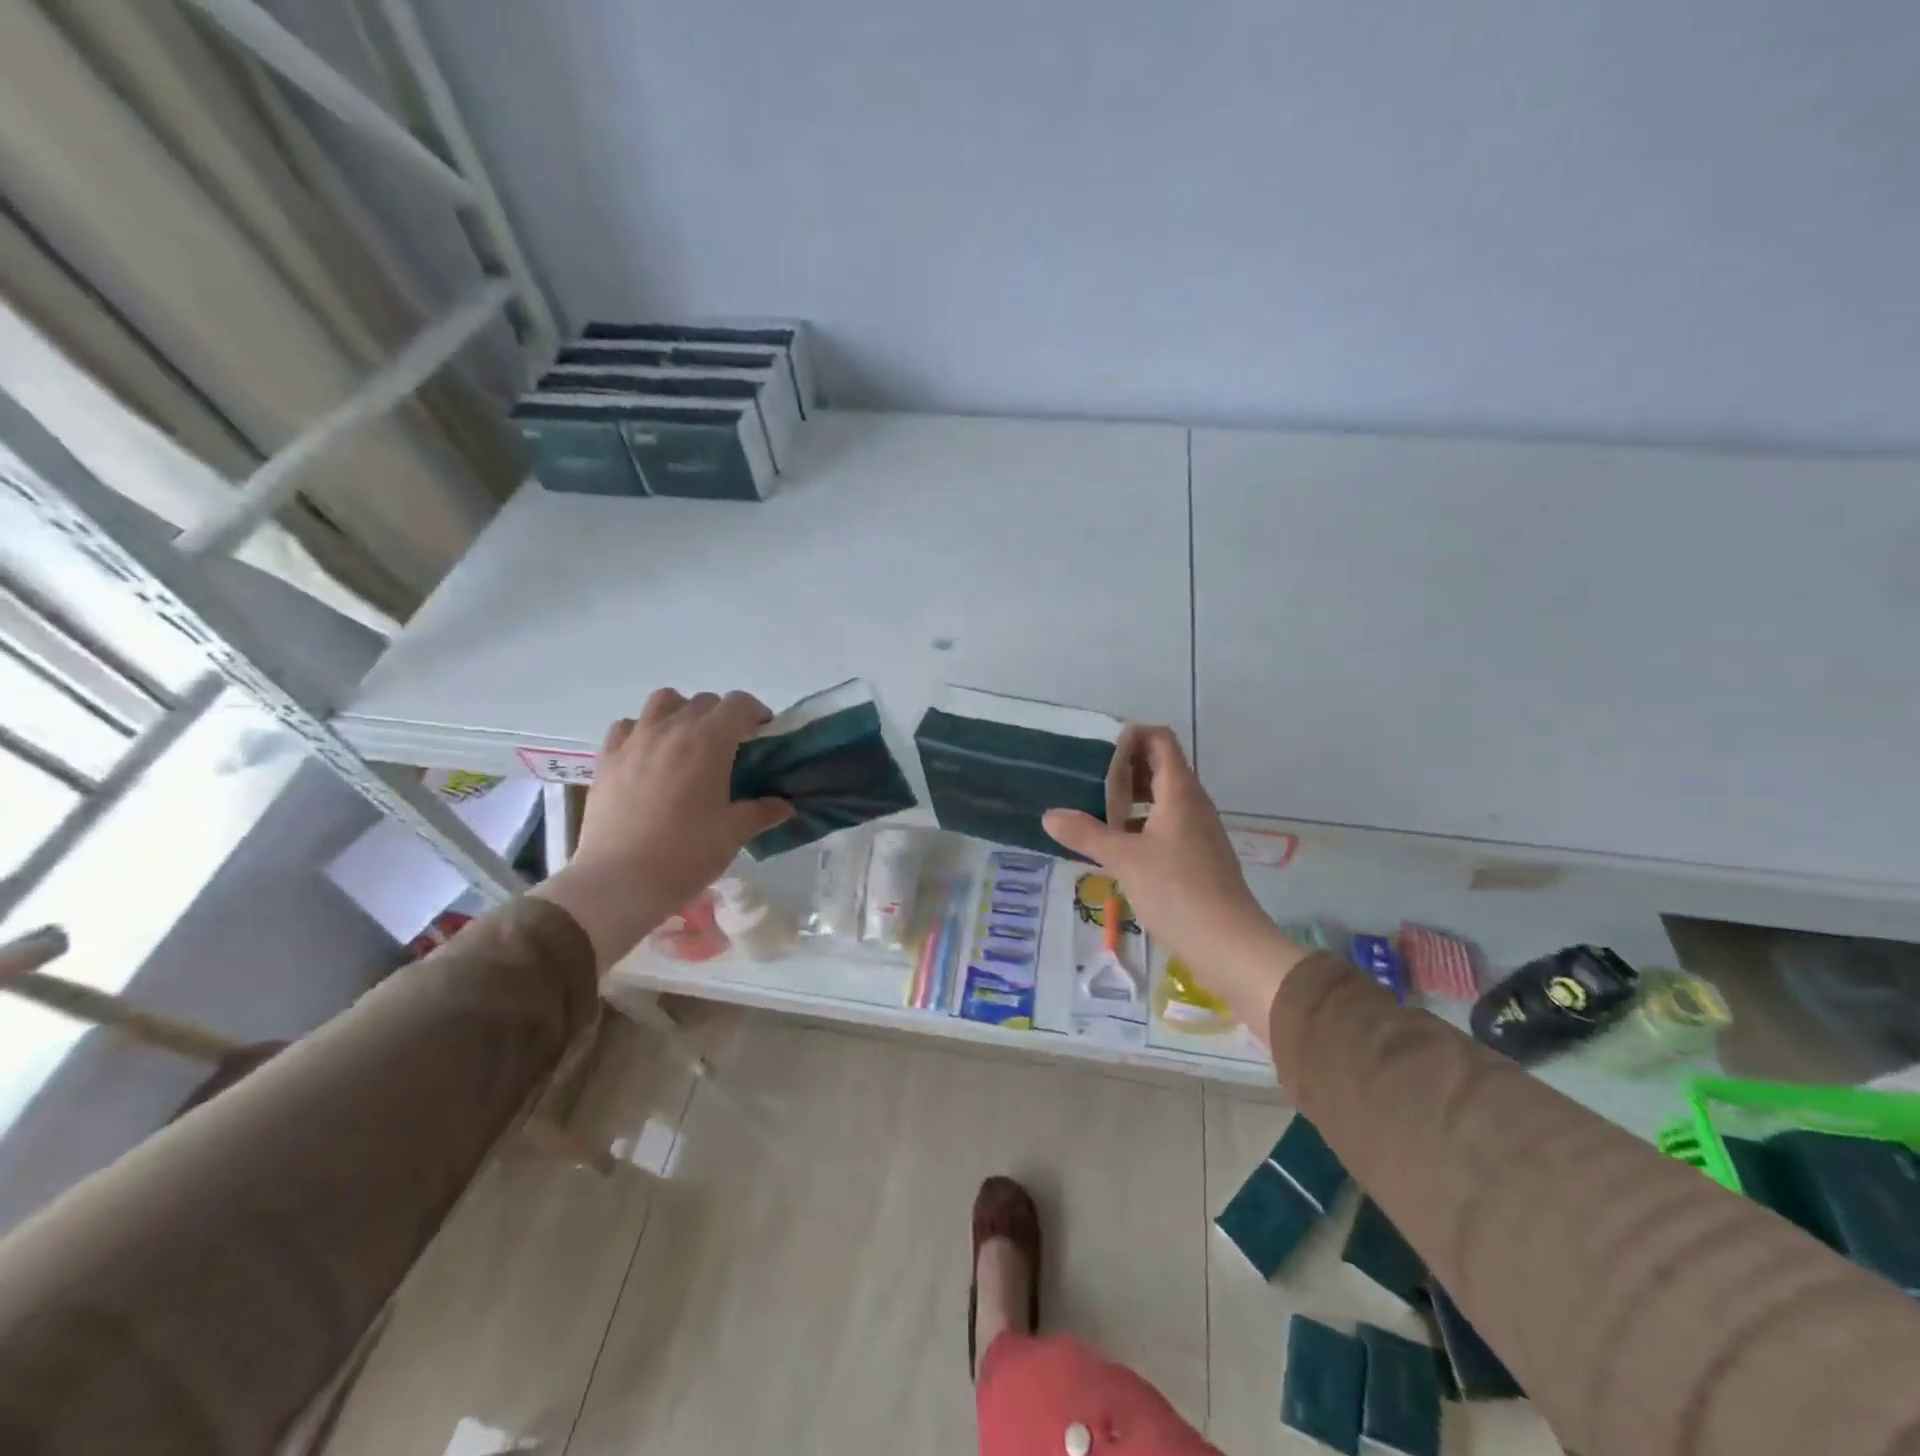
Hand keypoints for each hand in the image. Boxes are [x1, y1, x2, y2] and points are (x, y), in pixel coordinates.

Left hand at [532, 689, 793, 966]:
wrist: (619, 881)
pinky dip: (643, 730)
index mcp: (708, 741)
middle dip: (723, 716)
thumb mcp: (733, 833)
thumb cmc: (686, 854)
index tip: (764, 734)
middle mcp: (671, 729)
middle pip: (704, 702)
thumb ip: (762, 812)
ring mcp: (635, 741)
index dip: (756, 713)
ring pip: (663, 702)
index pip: (739, 704)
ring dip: (682, 712)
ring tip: (688, 742)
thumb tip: (785, 805)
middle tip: (731, 748)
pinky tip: (649, 756)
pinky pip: (627, 726)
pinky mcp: (607, 759)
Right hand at [1043, 728, 1308, 1036]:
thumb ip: (1086, 833)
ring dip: (1128, 798)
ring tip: (1090, 808)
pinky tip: (1113, 845)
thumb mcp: (1124, 859)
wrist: (1229, 945)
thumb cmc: (1178, 891)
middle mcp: (1192, 804)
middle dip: (1122, 767)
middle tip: (1083, 777)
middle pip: (1158, 767)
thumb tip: (1049, 815)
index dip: (1130, 735)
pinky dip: (1138, 825)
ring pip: (1159, 799)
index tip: (1095, 747)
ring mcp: (1197, 831)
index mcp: (1179, 792)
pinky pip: (1163, 825)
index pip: (1159, 740)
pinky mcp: (1196, 857)